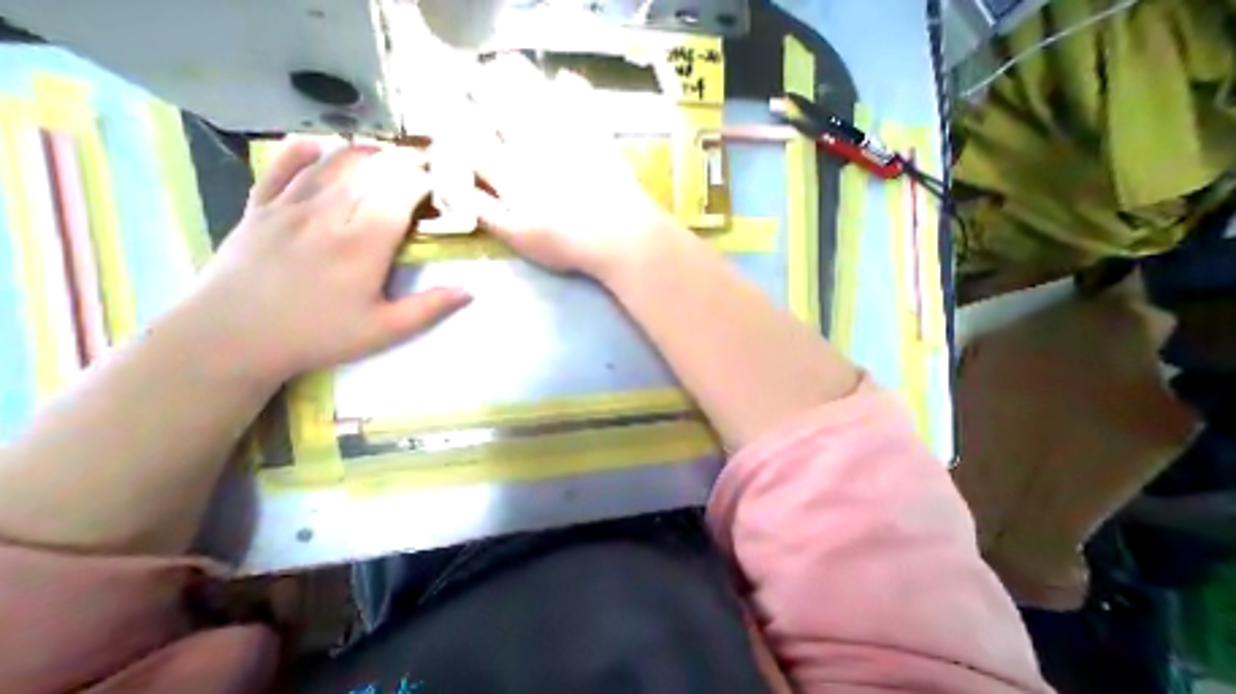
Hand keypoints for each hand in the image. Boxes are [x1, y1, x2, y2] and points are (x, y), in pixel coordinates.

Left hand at [185, 135, 470, 382]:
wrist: (228, 339)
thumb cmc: (318, 335)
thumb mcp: (386, 330)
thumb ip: (430, 308)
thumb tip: (469, 292)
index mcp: (361, 244)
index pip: (399, 195)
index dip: (424, 182)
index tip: (443, 181)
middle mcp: (326, 215)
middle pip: (369, 172)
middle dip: (401, 163)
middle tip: (425, 163)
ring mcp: (288, 208)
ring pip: (330, 165)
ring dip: (364, 154)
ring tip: (388, 154)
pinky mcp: (258, 210)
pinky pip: (280, 169)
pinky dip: (301, 153)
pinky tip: (317, 145)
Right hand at [472, 55, 680, 275]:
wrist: (619, 236)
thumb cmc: (566, 244)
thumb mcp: (519, 239)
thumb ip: (487, 214)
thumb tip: (460, 191)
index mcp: (510, 171)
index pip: (471, 139)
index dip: (457, 128)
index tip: (454, 123)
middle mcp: (532, 142)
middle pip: (495, 100)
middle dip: (478, 87)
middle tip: (475, 83)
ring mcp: (565, 132)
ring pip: (531, 87)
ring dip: (514, 74)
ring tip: (507, 69)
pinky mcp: (595, 132)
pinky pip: (580, 96)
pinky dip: (570, 85)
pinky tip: (563, 82)